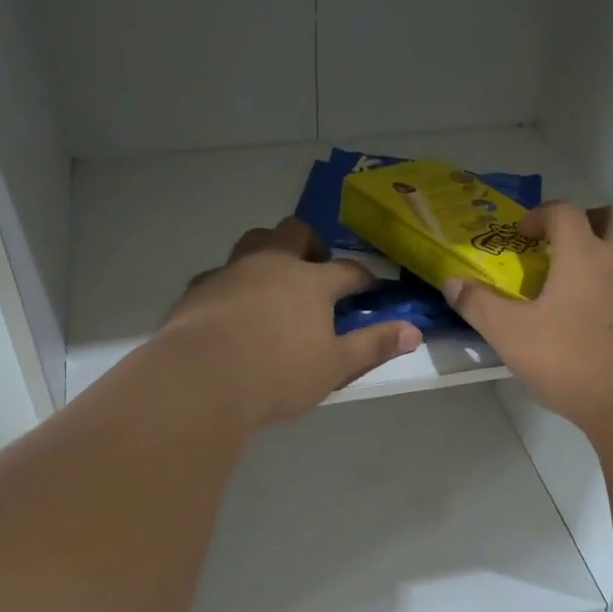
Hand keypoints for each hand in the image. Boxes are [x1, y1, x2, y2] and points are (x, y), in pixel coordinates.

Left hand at [161, 218, 421, 427]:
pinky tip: (233, 307)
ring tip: (275, 282)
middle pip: (295, 232)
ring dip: (270, 252)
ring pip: (255, 241)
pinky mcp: (198, 287)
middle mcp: (272, 263)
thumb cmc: (278, 374)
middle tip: (317, 270)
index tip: (371, 288)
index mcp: (311, 281)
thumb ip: (373, 346)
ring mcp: (232, 271)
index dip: (363, 278)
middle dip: (312, 244)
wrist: (202, 379)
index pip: (347, 270)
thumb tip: (414, 332)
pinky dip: (235, 282)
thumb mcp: (335, 367)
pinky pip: (222, 272)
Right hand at [442, 202, 612, 437]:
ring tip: (587, 277)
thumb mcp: (511, 336)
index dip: (540, 215)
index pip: (564, 212)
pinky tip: (608, 314)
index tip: (522, 234)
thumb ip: (479, 306)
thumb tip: (451, 283)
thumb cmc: (572, 362)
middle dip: (589, 220)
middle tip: (566, 243)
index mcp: (585, 254)